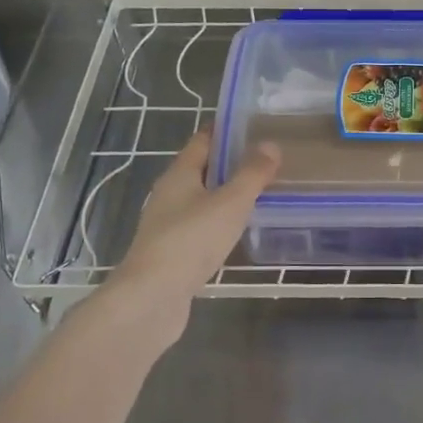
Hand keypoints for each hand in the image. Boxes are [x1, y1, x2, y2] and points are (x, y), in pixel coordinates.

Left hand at [116, 129, 279, 301]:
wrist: (152, 298)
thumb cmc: (191, 240)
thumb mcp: (230, 202)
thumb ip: (252, 174)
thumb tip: (270, 145)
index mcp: (179, 174)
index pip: (203, 141)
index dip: (226, 130)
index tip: (254, 124)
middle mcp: (169, 194)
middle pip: (202, 169)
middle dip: (230, 162)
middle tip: (267, 158)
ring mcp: (168, 225)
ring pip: (201, 199)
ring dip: (226, 194)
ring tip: (260, 192)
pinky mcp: (173, 252)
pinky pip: (201, 226)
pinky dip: (220, 222)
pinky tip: (239, 229)